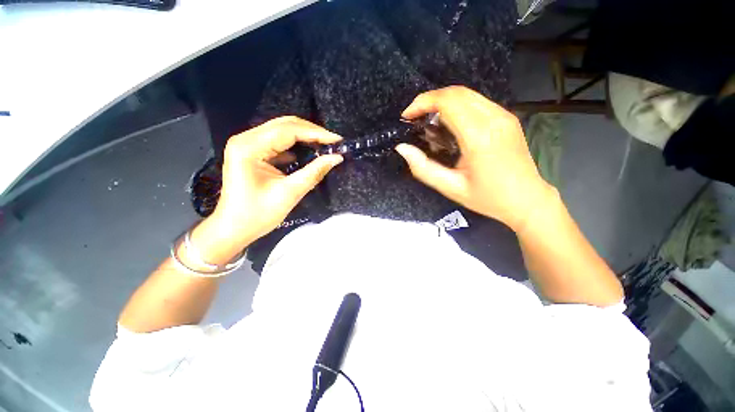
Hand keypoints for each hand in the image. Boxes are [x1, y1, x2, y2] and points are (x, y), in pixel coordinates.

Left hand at [194, 117, 342, 261]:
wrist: (233, 228)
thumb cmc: (258, 214)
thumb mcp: (290, 193)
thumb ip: (314, 172)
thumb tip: (337, 158)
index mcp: (249, 147)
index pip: (288, 130)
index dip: (316, 133)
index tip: (337, 140)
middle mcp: (246, 139)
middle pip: (285, 125)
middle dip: (312, 132)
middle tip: (334, 141)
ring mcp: (248, 144)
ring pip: (283, 131)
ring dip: (305, 137)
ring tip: (326, 145)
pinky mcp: (253, 152)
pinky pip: (279, 142)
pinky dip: (297, 145)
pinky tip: (310, 152)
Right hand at [396, 86, 553, 230]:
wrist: (527, 200)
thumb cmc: (487, 198)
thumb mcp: (450, 187)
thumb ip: (423, 168)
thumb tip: (402, 148)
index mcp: (479, 137)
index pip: (448, 102)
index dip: (423, 102)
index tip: (407, 116)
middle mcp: (494, 118)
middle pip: (457, 92)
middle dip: (430, 99)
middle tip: (414, 118)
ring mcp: (503, 115)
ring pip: (467, 94)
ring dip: (442, 102)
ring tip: (428, 122)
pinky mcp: (507, 118)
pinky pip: (477, 102)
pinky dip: (456, 106)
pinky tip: (449, 125)